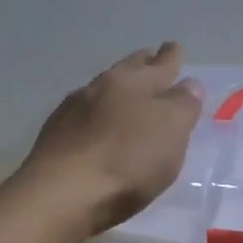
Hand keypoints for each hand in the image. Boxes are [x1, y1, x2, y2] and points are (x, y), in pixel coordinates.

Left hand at [20, 42, 203, 234]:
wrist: (62, 194)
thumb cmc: (128, 160)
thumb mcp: (171, 131)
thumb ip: (183, 105)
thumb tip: (188, 84)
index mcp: (134, 82)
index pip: (160, 64)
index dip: (170, 57)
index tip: (173, 47)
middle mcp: (101, 87)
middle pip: (126, 70)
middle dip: (141, 63)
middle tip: (149, 58)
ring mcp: (72, 111)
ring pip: (101, 90)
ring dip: (115, 88)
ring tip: (123, 93)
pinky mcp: (54, 136)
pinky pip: (81, 115)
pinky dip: (94, 115)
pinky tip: (94, 126)